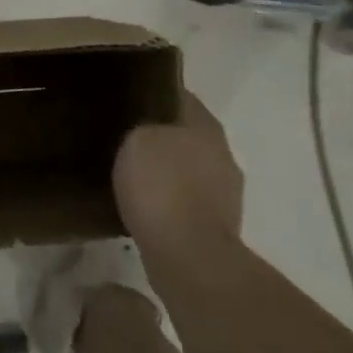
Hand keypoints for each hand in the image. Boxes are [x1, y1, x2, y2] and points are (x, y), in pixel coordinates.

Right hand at [113, 93, 244, 247]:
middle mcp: (224, 154)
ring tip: (133, 174)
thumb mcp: (137, 139)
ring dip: (168, 171)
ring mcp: (227, 194)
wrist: (189, 258)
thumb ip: (142, 127)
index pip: (180, 96)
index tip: (130, 97)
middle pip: (187, 134)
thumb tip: (146, 131)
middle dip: (162, 135)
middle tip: (125, 136)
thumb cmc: (162, 187)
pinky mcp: (218, 227)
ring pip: (189, 169)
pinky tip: (145, 206)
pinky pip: (188, 202)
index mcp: (207, 125)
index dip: (155, 94)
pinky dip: (170, 202)